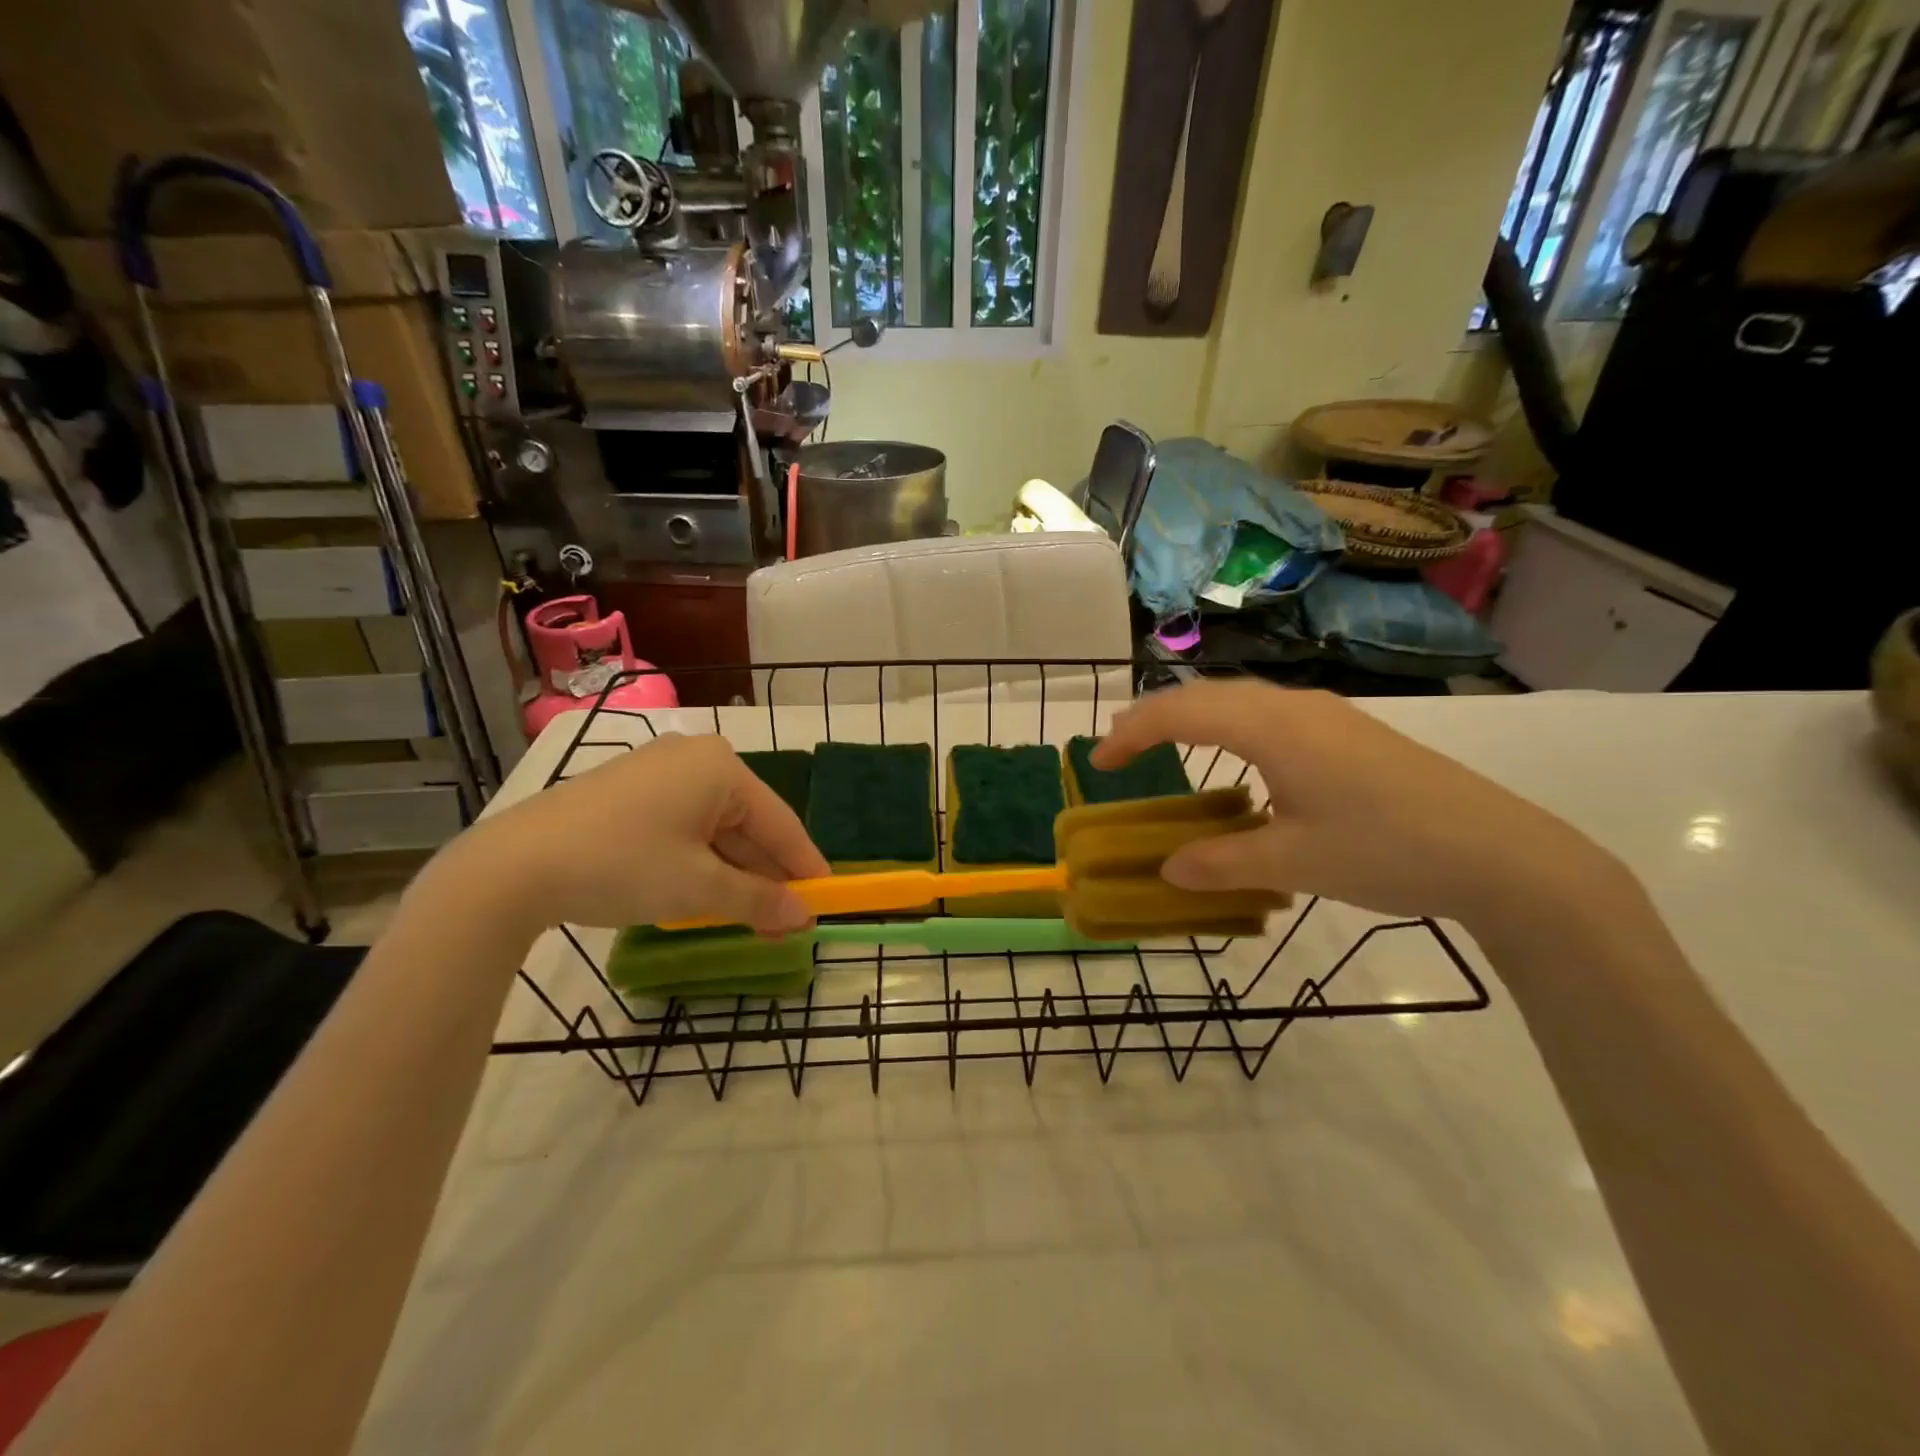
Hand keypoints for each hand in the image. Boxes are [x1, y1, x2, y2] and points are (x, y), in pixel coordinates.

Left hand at [431, 733, 828, 933]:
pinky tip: (709, 896)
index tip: (828, 899)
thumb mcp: (699, 888)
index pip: (781, 822)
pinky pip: (685, 828)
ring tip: (753, 919)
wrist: (513, 866)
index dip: (806, 865)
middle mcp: (695, 759)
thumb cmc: (623, 865)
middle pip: (748, 825)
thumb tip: (805, 916)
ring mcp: (659, 772)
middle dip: (767, 877)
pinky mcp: (630, 792)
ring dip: (735, 875)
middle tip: (787, 922)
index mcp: (721, 767)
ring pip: (716, 829)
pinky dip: (701, 863)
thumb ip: (760, 900)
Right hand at [1092, 681, 1623, 932]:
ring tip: (1166, 746)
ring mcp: (1327, 715)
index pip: (1181, 714)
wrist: (1502, 853)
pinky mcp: (1351, 732)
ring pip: (1240, 701)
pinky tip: (1239, 763)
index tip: (1098, 762)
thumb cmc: (1387, 850)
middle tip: (1120, 748)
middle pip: (1206, 696)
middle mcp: (1294, 707)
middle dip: (1155, 717)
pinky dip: (1231, 728)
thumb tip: (1167, 869)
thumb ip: (1221, 863)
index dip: (1132, 733)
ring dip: (1194, 719)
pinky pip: (1269, 715)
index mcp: (1272, 728)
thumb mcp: (1294, 863)